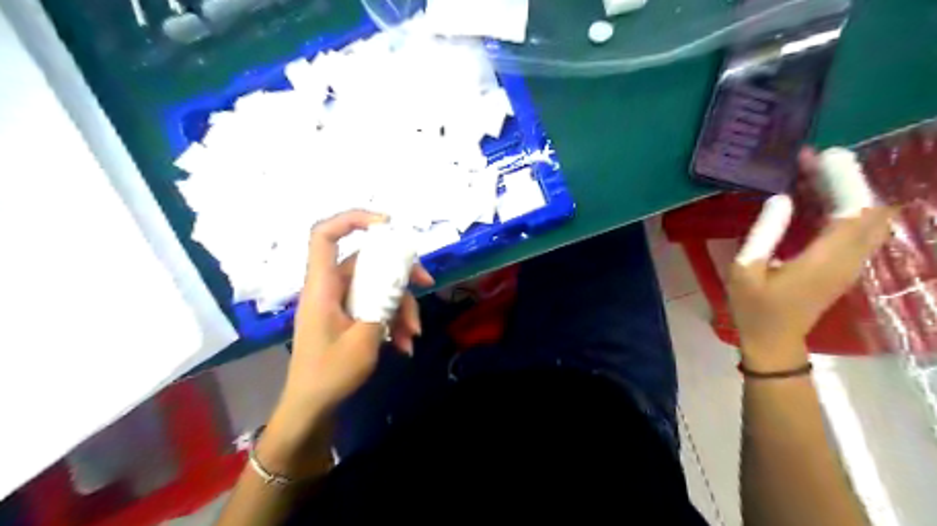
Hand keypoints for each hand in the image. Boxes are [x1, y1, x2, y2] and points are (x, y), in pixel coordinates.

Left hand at [277, 210, 431, 418]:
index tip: (387, 224)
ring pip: (377, 287)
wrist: (313, 408)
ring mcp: (341, 303)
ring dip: (401, 307)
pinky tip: (405, 344)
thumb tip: (401, 283)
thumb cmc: (330, 374)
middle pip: (367, 262)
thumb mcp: (364, 341)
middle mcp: (331, 288)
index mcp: (322, 287)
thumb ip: (383, 305)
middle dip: (400, 274)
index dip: (352, 219)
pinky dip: (393, 320)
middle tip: (427, 284)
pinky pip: (376, 306)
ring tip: (414, 335)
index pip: (324, 236)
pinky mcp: (349, 316)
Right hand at [723, 148, 891, 368]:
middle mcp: (848, 259)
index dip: (844, 180)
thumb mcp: (745, 271)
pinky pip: (858, 229)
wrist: (773, 340)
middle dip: (847, 181)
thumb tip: (781, 198)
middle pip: (869, 210)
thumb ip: (764, 233)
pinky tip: (816, 200)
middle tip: (812, 163)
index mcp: (823, 260)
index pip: (853, 211)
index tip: (821, 156)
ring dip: (847, 193)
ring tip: (812, 175)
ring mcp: (850, 264)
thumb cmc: (753, 308)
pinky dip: (844, 208)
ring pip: (868, 218)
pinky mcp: (845, 267)